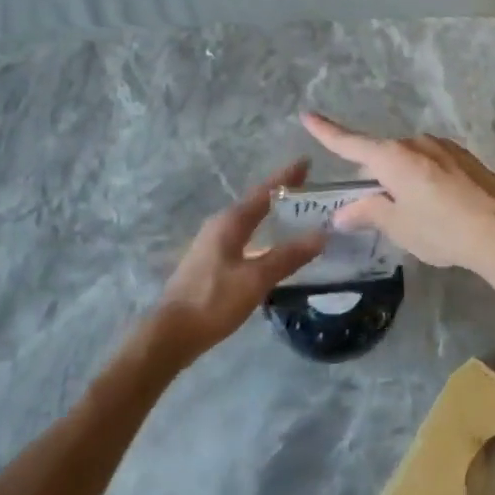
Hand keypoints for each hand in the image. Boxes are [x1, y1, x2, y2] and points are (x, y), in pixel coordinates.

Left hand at [150, 160, 325, 359]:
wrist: (172, 334)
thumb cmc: (213, 301)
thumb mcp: (255, 279)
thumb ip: (288, 256)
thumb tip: (322, 234)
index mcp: (230, 222)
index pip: (264, 192)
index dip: (286, 176)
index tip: (307, 161)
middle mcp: (220, 225)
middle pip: (256, 203)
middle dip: (281, 194)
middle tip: (309, 189)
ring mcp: (213, 243)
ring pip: (249, 220)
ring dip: (271, 214)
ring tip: (297, 214)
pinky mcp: (211, 261)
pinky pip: (244, 236)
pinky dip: (262, 233)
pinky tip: (272, 246)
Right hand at [300, 114, 494, 286]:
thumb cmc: (443, 230)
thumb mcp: (399, 227)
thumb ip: (369, 213)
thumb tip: (344, 212)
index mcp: (392, 158)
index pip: (349, 143)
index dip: (326, 132)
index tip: (307, 116)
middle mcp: (415, 143)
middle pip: (381, 157)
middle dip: (375, 179)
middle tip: (380, 213)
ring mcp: (443, 146)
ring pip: (409, 161)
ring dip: (403, 180)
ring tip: (419, 216)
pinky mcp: (464, 156)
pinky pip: (432, 163)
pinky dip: (426, 179)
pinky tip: (442, 207)